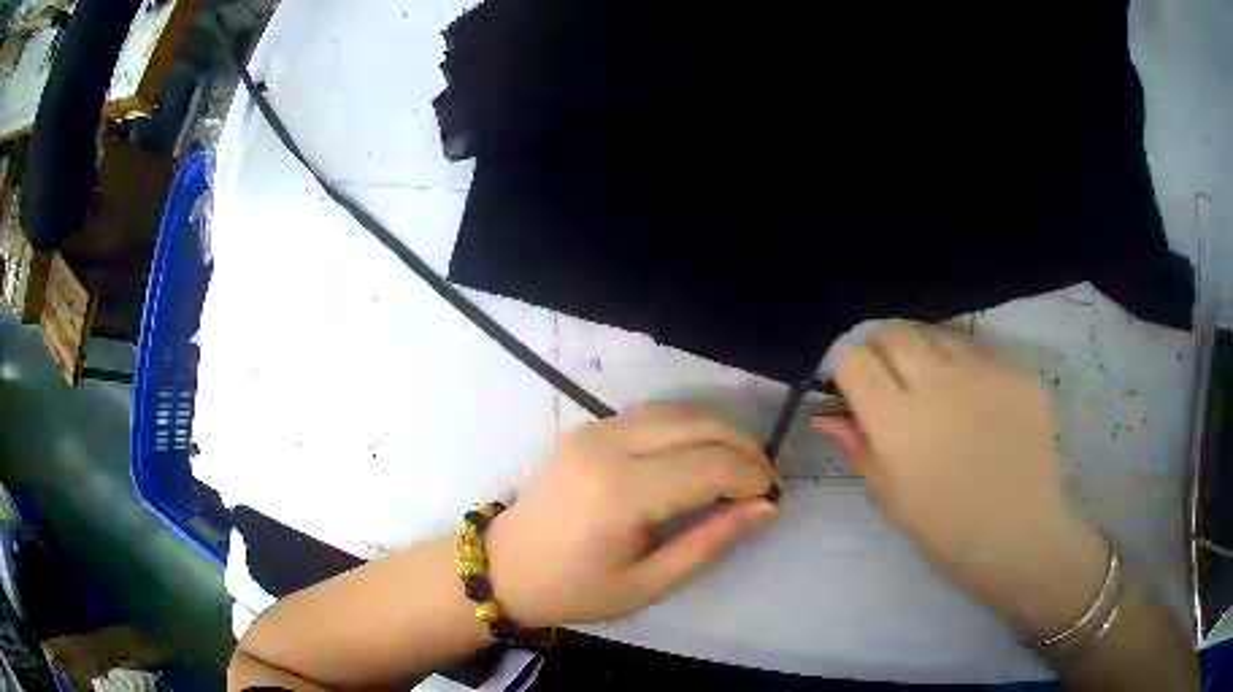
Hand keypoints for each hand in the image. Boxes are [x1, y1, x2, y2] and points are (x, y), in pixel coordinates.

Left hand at [487, 404, 778, 627]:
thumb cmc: (576, 590)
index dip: (751, 476)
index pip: (709, 465)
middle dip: (744, 447)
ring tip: (741, 465)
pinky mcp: (587, 427)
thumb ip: (709, 541)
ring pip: (678, 411)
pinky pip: (652, 414)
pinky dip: (688, 426)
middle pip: (699, 425)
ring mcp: (594, 430)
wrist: (506, 567)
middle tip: (763, 479)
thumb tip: (765, 507)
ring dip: (719, 431)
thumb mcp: (649, 583)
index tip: (772, 497)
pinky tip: (701, 453)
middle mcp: (608, 447)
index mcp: (620, 494)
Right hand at [813, 322, 1107, 639]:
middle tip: (890, 380)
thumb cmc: (948, 530)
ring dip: (924, 353)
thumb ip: (858, 446)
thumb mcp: (892, 497)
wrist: (1021, 536)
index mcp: (898, 423)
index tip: (848, 382)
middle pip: (894, 332)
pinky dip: (966, 368)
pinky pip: (979, 352)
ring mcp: (984, 371)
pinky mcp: (1018, 371)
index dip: (844, 365)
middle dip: (881, 350)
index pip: (854, 358)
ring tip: (937, 389)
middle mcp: (939, 383)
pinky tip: (978, 403)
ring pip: (937, 334)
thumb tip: (825, 415)